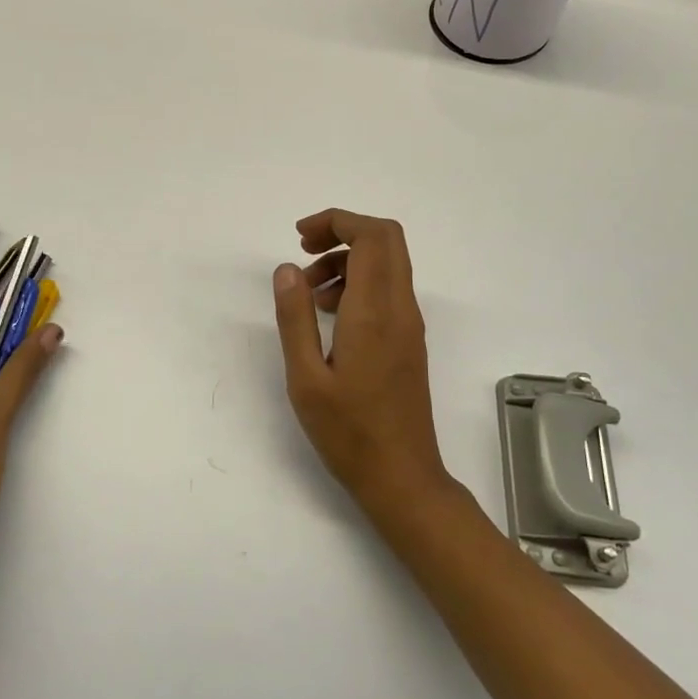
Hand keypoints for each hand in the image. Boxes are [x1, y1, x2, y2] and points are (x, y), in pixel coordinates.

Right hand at [272, 209, 455, 519]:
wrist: (402, 477)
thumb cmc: (348, 432)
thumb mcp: (305, 377)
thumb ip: (294, 318)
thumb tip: (287, 268)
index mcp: (375, 312)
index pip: (372, 236)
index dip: (337, 221)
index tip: (299, 237)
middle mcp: (401, 309)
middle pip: (387, 239)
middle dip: (344, 231)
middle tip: (304, 250)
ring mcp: (410, 324)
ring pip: (388, 263)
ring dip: (348, 259)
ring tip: (308, 292)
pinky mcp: (410, 340)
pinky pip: (388, 290)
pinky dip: (359, 283)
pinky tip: (329, 315)